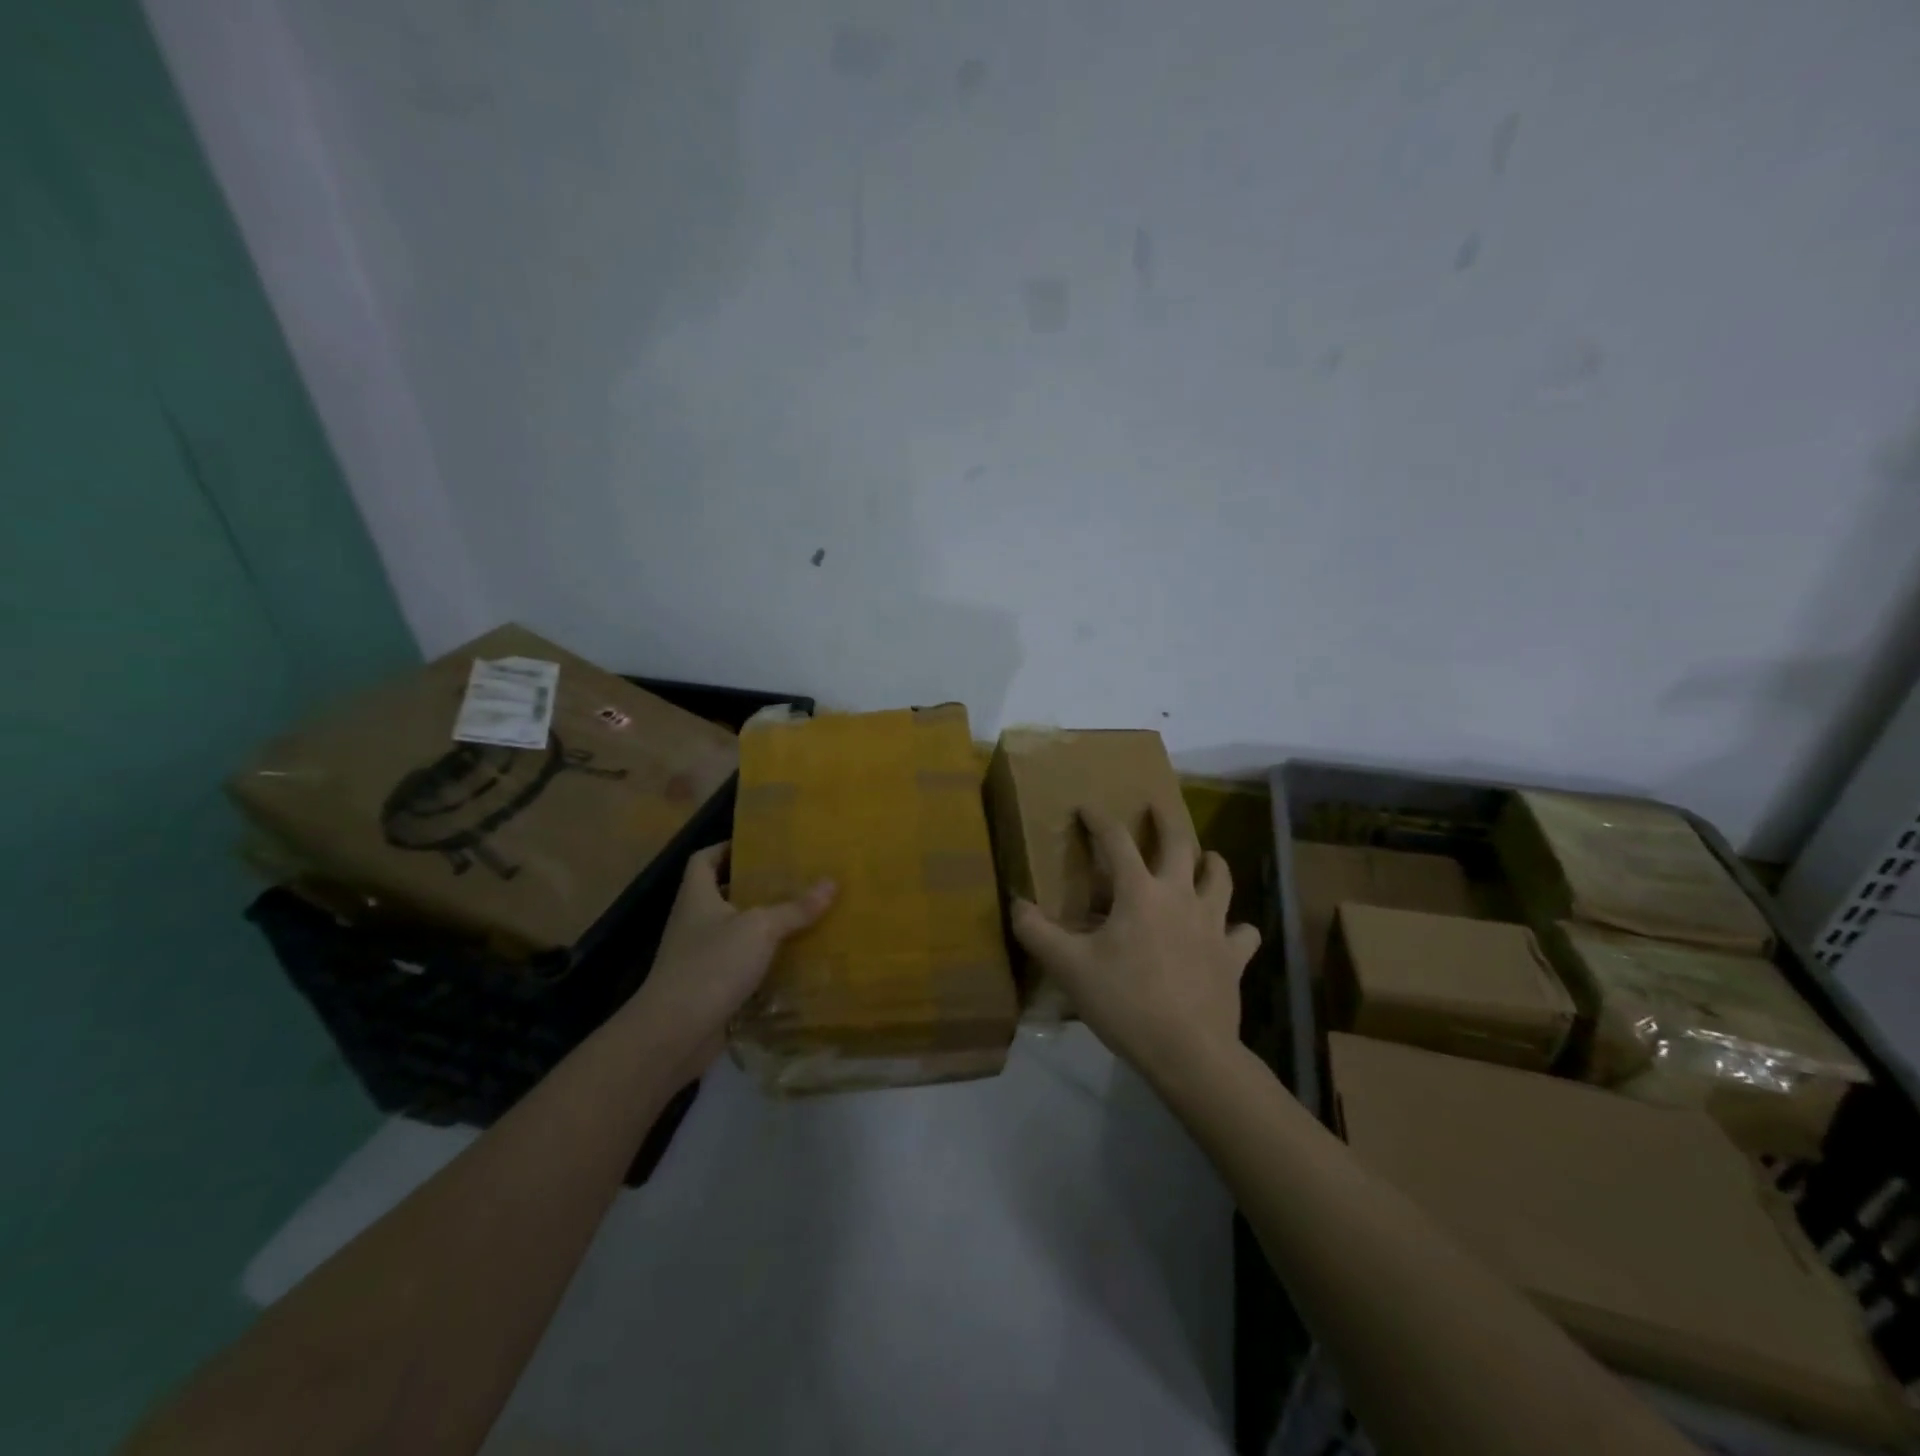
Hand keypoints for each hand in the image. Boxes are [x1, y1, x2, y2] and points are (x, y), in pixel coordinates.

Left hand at [622, 841, 833, 1081]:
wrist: (675, 1033)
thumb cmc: (712, 965)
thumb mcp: (760, 929)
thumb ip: (795, 908)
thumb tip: (831, 882)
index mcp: (697, 897)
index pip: (703, 860)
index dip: (725, 848)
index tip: (757, 846)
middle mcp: (693, 922)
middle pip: (722, 895)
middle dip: (754, 888)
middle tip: (793, 879)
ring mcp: (698, 957)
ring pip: (734, 932)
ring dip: (762, 927)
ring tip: (801, 916)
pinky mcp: (708, 988)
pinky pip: (739, 966)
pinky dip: (762, 963)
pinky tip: (793, 961)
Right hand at [1011, 805, 1259, 1080]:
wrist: (1188, 1050)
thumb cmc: (1125, 1001)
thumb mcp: (1069, 968)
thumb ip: (1037, 933)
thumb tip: (1016, 904)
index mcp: (1139, 892)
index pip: (1116, 841)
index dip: (1099, 820)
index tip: (1087, 807)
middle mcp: (1180, 896)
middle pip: (1180, 843)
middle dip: (1167, 820)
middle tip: (1158, 807)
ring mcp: (1213, 924)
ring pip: (1220, 879)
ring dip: (1212, 863)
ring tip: (1207, 858)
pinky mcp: (1233, 955)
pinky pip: (1243, 932)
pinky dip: (1237, 927)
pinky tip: (1230, 931)